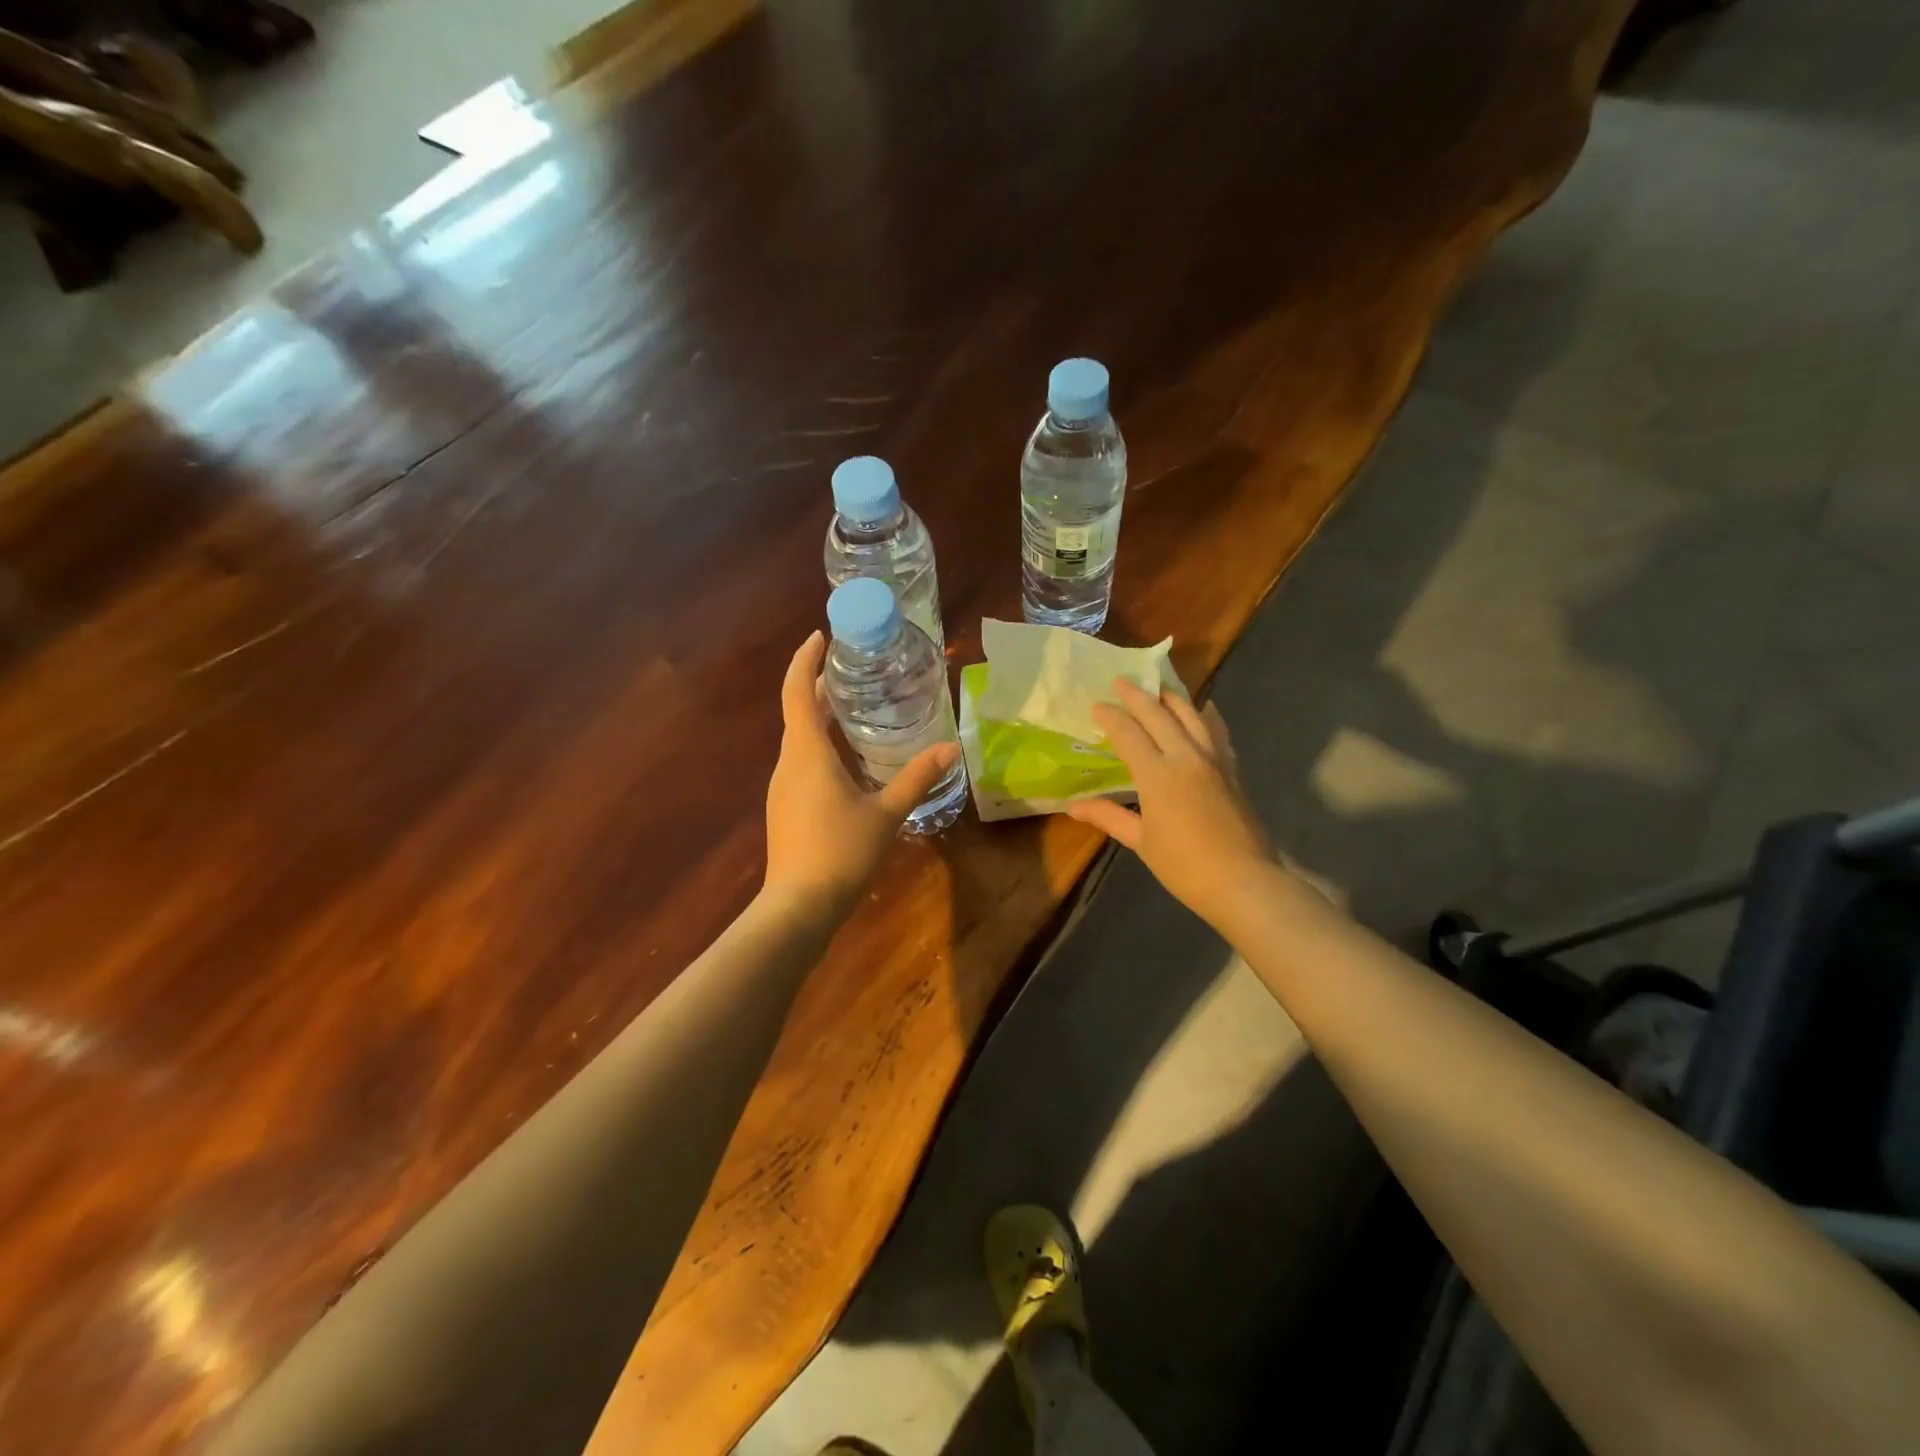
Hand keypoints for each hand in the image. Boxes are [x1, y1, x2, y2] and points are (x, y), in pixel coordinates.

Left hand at [763, 631, 960, 918]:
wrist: (799, 906)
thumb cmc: (841, 852)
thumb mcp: (886, 813)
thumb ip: (916, 778)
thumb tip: (950, 749)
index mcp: (808, 753)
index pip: (798, 692)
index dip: (805, 661)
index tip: (820, 636)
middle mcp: (789, 762)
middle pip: (798, 711)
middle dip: (819, 686)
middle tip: (851, 669)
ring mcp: (783, 787)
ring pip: (800, 738)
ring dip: (820, 716)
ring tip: (854, 707)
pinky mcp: (786, 807)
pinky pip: (801, 761)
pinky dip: (820, 745)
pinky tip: (847, 759)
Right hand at [1067, 681, 1279, 931]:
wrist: (1244, 881)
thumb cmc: (1185, 866)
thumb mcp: (1142, 842)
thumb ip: (1109, 817)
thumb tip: (1073, 806)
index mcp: (1157, 774)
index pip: (1129, 733)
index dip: (1111, 717)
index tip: (1097, 705)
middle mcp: (1186, 756)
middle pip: (1159, 714)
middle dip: (1137, 695)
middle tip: (1121, 681)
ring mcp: (1214, 760)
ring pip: (1192, 715)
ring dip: (1172, 698)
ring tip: (1158, 688)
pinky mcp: (1232, 769)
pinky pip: (1218, 731)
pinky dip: (1207, 716)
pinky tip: (1205, 710)